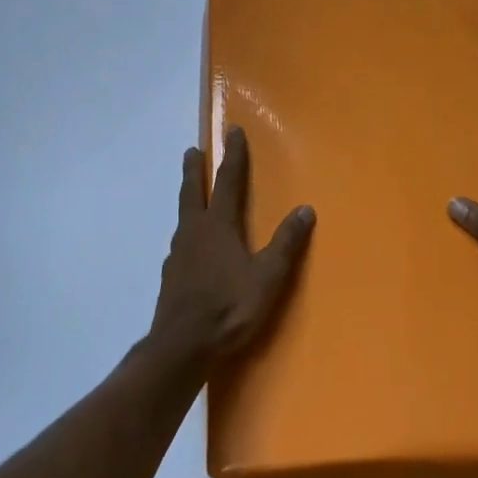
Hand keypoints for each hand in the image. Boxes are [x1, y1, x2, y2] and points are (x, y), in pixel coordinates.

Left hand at [150, 127, 314, 365]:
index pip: (228, 180)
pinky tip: (190, 245)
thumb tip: (306, 209)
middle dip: (195, 169)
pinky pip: (180, 242)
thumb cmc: (228, 307)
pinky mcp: (171, 276)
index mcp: (218, 225)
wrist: (181, 347)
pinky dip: (187, 231)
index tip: (232, 131)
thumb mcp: (267, 277)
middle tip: (192, 151)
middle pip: (193, 191)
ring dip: (188, 197)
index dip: (232, 155)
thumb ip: (286, 243)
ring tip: (192, 195)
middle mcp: (194, 231)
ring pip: (183, 215)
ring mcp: (178, 254)